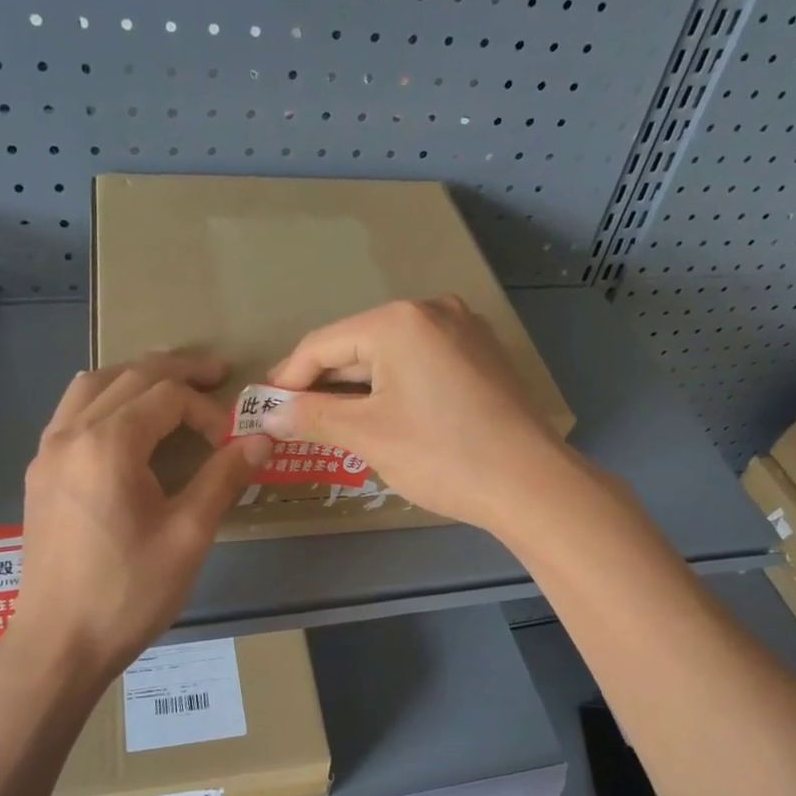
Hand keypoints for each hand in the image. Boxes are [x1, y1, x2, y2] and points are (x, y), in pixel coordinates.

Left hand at [4, 354, 270, 685]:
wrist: (59, 643)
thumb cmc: (129, 592)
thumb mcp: (189, 535)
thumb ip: (224, 478)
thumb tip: (261, 440)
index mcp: (108, 444)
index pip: (167, 397)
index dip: (208, 410)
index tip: (232, 443)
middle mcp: (71, 434)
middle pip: (128, 377)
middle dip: (176, 372)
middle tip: (216, 375)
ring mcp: (47, 452)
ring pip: (91, 386)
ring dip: (134, 377)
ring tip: (170, 387)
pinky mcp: (39, 474)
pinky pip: (71, 413)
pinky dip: (105, 401)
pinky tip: (125, 424)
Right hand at [261, 296, 569, 530]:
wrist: (531, 484)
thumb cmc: (442, 455)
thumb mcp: (368, 435)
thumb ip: (313, 417)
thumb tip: (270, 414)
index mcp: (399, 320)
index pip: (323, 344)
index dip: (288, 377)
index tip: (264, 408)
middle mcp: (432, 311)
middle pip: (357, 346)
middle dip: (324, 385)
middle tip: (293, 419)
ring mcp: (463, 331)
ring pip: (390, 356)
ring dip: (357, 389)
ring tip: (330, 423)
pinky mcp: (480, 356)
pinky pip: (420, 364)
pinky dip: (393, 387)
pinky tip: (380, 416)